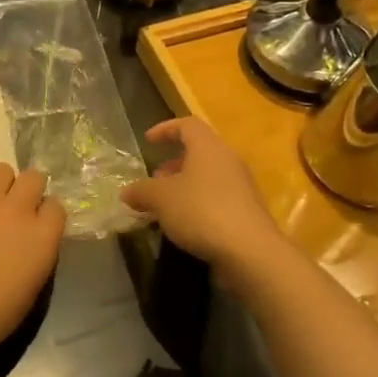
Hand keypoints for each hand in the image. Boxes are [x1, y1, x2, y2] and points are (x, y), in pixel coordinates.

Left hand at [0, 163, 64, 364]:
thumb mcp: (29, 292)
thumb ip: (35, 258)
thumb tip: (29, 246)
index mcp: (42, 237)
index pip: (56, 207)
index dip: (45, 214)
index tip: (37, 226)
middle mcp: (17, 211)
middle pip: (33, 177)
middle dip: (27, 189)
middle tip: (14, 209)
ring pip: (0, 170)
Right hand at [120, 118, 284, 279]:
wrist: (250, 252)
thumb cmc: (202, 211)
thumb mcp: (161, 199)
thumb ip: (141, 191)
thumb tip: (127, 192)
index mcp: (209, 148)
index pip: (187, 125)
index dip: (165, 129)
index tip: (148, 141)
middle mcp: (228, 161)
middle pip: (199, 152)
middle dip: (173, 164)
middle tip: (154, 180)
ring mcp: (241, 187)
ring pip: (207, 178)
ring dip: (183, 187)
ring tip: (164, 207)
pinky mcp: (246, 212)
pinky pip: (216, 199)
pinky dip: (197, 205)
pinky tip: (183, 226)